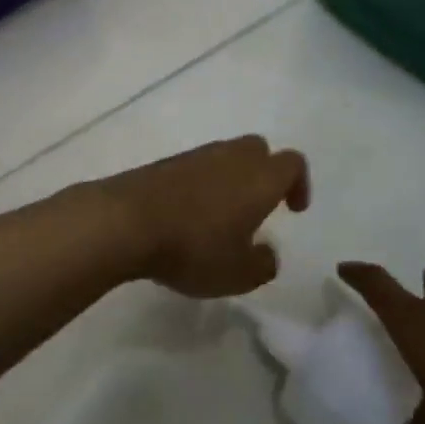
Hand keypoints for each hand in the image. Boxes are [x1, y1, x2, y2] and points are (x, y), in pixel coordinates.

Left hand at [94, 136, 309, 297]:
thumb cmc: (193, 247)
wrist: (125, 221)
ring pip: (225, 155)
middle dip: (264, 173)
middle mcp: (230, 157)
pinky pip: (195, 167)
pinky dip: (200, 183)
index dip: (299, 183)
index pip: (292, 163)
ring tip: (220, 216)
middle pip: (258, 149)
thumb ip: (263, 264)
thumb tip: (267, 253)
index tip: (293, 210)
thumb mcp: (238, 274)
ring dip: (230, 179)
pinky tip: (188, 214)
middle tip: (258, 207)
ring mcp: (194, 156)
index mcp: (259, 178)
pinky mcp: (164, 163)